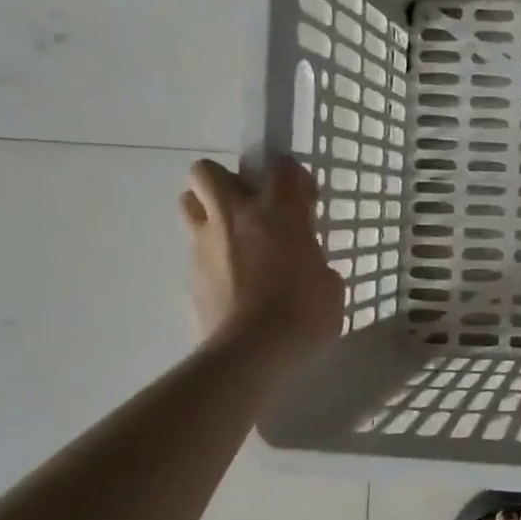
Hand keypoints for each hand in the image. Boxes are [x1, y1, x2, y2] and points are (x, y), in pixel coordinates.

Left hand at [181, 156, 343, 354]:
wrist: (252, 353)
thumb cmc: (303, 313)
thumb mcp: (329, 283)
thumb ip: (314, 261)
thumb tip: (305, 265)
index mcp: (278, 211)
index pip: (282, 167)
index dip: (293, 177)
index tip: (304, 199)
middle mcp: (236, 216)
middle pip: (208, 172)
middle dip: (227, 181)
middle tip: (251, 207)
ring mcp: (205, 244)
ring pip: (190, 204)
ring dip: (210, 212)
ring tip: (235, 239)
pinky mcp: (190, 275)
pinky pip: (196, 250)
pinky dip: (213, 256)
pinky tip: (234, 282)